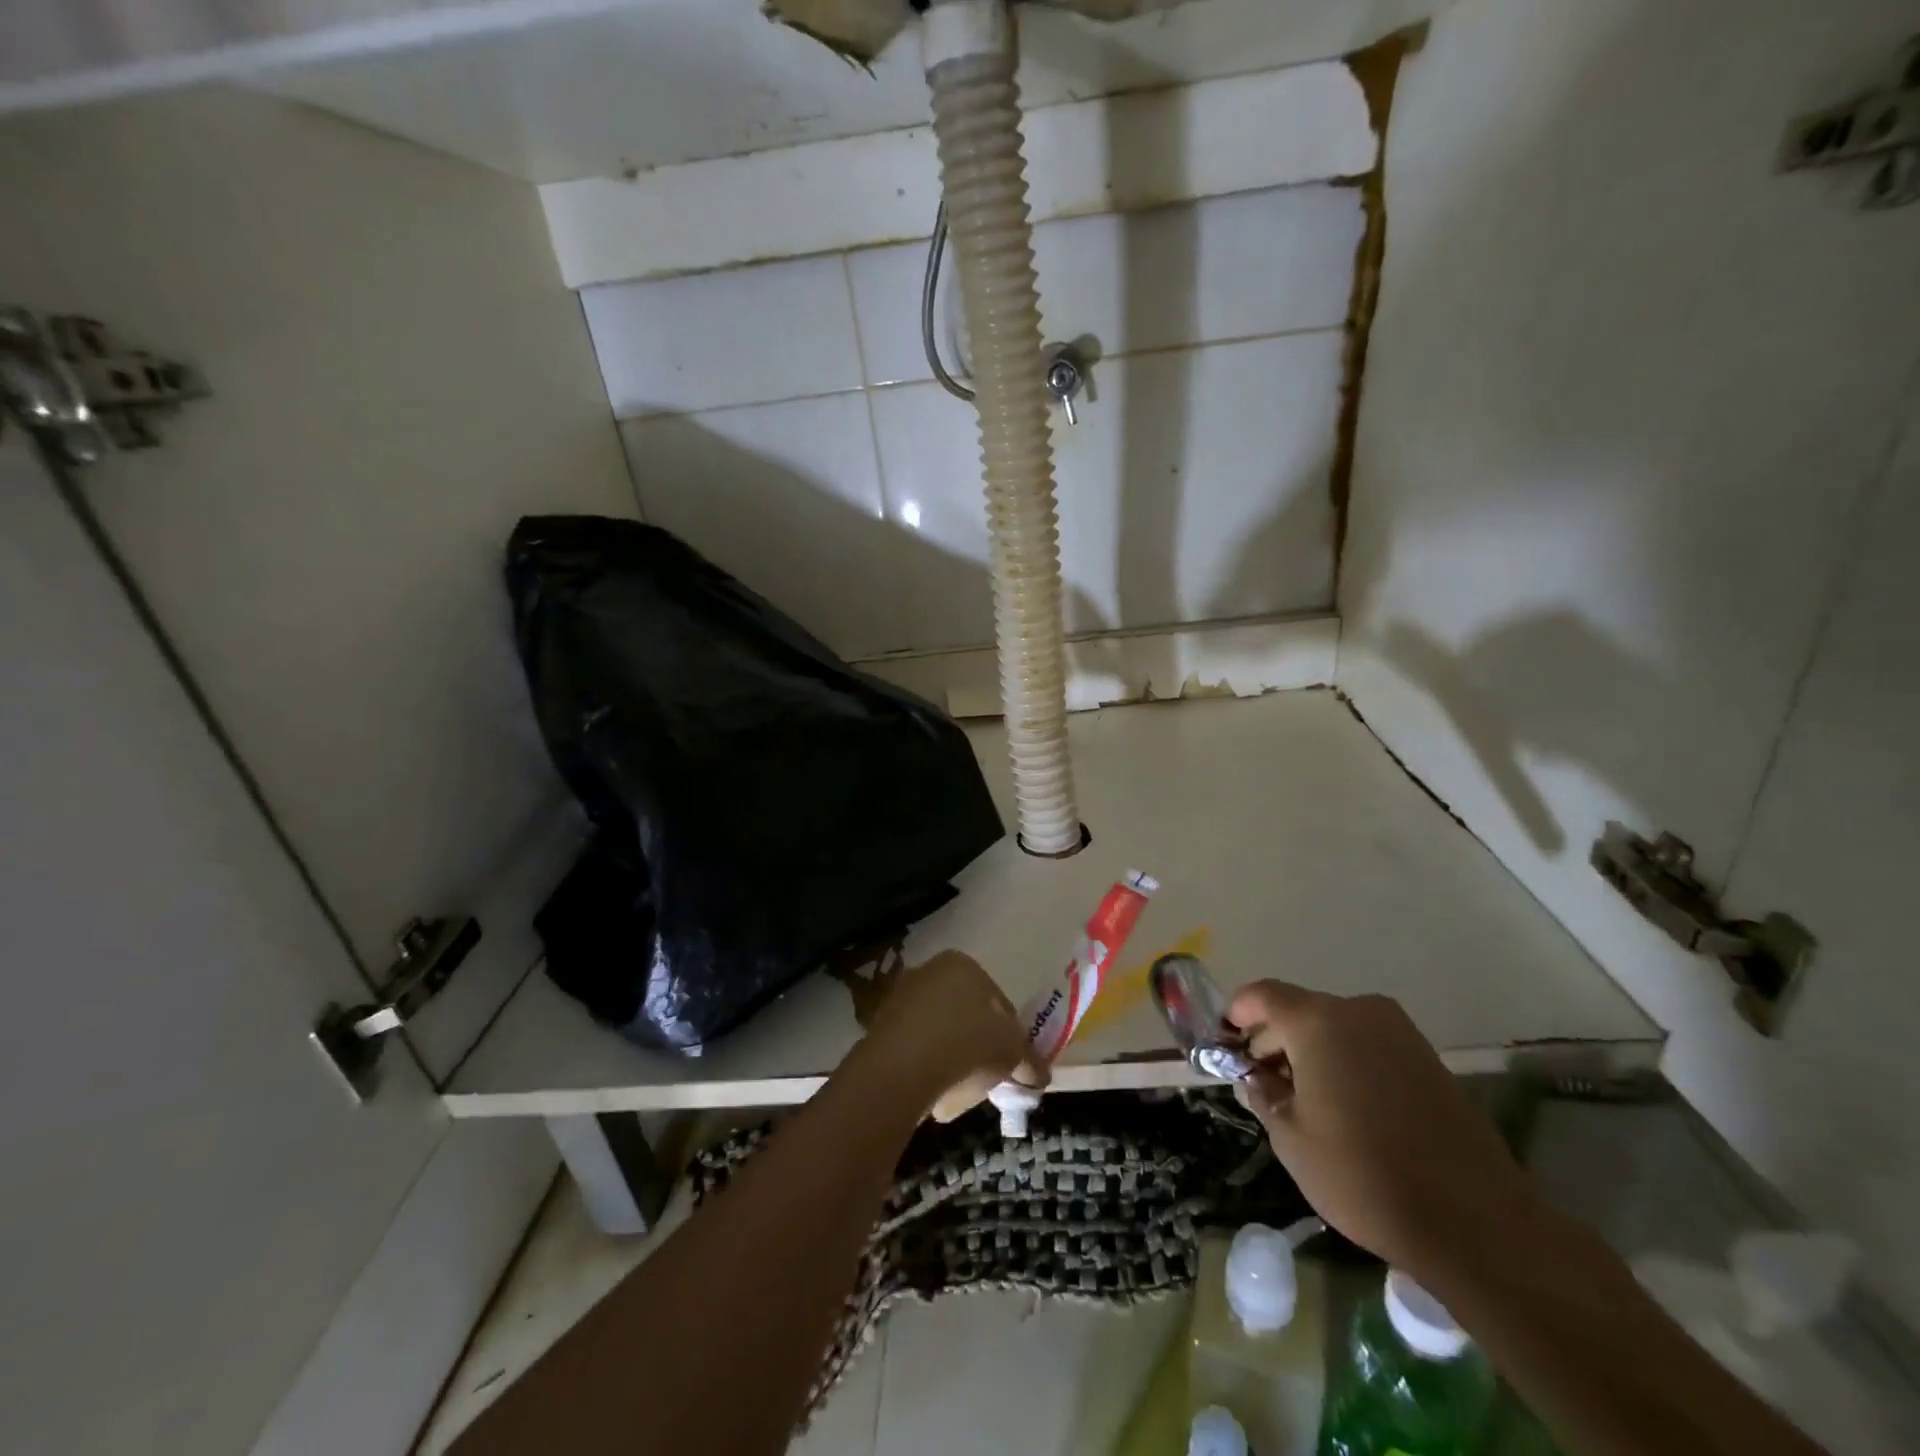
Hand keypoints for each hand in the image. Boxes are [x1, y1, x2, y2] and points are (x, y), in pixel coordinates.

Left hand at [864, 951, 1047, 1121]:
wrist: (901, 1069)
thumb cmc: (966, 1045)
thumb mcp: (1012, 1052)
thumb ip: (1029, 1060)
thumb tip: (1040, 1075)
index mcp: (962, 964)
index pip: (998, 1000)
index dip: (1010, 1034)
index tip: (1013, 1063)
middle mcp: (928, 971)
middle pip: (966, 1014)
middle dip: (978, 1045)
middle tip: (988, 1076)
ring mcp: (900, 997)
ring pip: (940, 1032)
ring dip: (952, 1058)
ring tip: (960, 1090)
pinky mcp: (878, 1027)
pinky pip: (915, 1048)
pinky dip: (926, 1066)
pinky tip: (933, 1092)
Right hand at [1227, 981, 1541, 1282]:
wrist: (1476, 1223)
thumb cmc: (1363, 1175)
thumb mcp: (1291, 1139)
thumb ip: (1264, 1096)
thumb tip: (1254, 1078)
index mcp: (1317, 1022)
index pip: (1263, 995)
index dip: (1238, 1012)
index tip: (1225, 1040)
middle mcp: (1358, 1012)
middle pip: (1299, 1011)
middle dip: (1274, 1040)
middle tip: (1258, 1081)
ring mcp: (1399, 1033)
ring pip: (1335, 1028)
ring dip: (1310, 1052)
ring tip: (1300, 1099)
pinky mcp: (1428, 1059)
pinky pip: (1368, 1045)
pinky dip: (1345, 1062)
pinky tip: (1343, 1106)